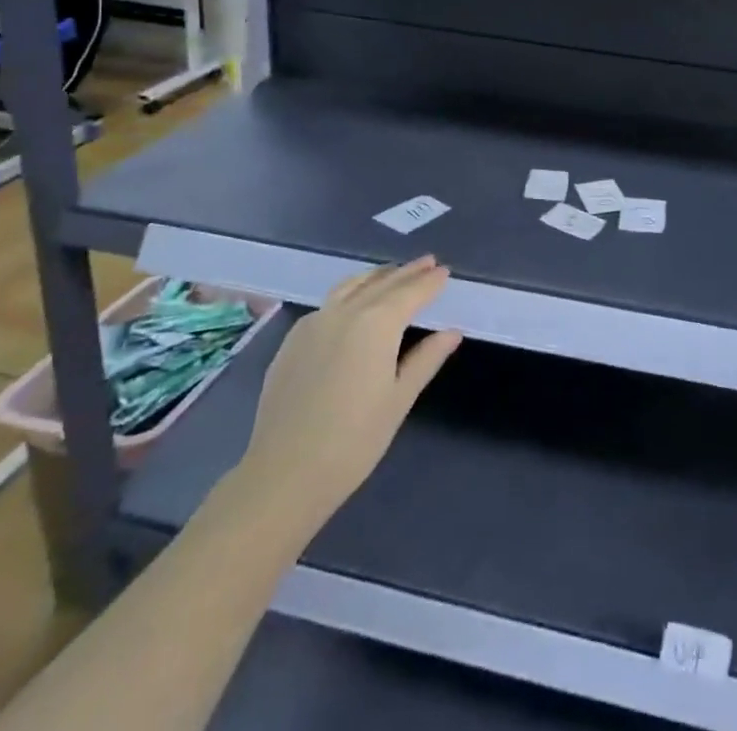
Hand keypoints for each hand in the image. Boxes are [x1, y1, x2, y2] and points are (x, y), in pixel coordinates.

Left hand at [234, 257, 461, 543]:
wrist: (284, 474)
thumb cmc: (354, 440)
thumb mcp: (399, 399)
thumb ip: (426, 359)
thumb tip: (452, 332)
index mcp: (376, 323)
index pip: (411, 293)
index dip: (429, 282)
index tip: (444, 271)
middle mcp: (345, 312)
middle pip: (382, 283)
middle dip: (407, 273)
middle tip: (427, 262)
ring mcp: (314, 323)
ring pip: (350, 286)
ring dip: (376, 276)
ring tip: (392, 273)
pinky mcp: (292, 341)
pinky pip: (328, 303)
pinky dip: (349, 292)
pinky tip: (352, 303)